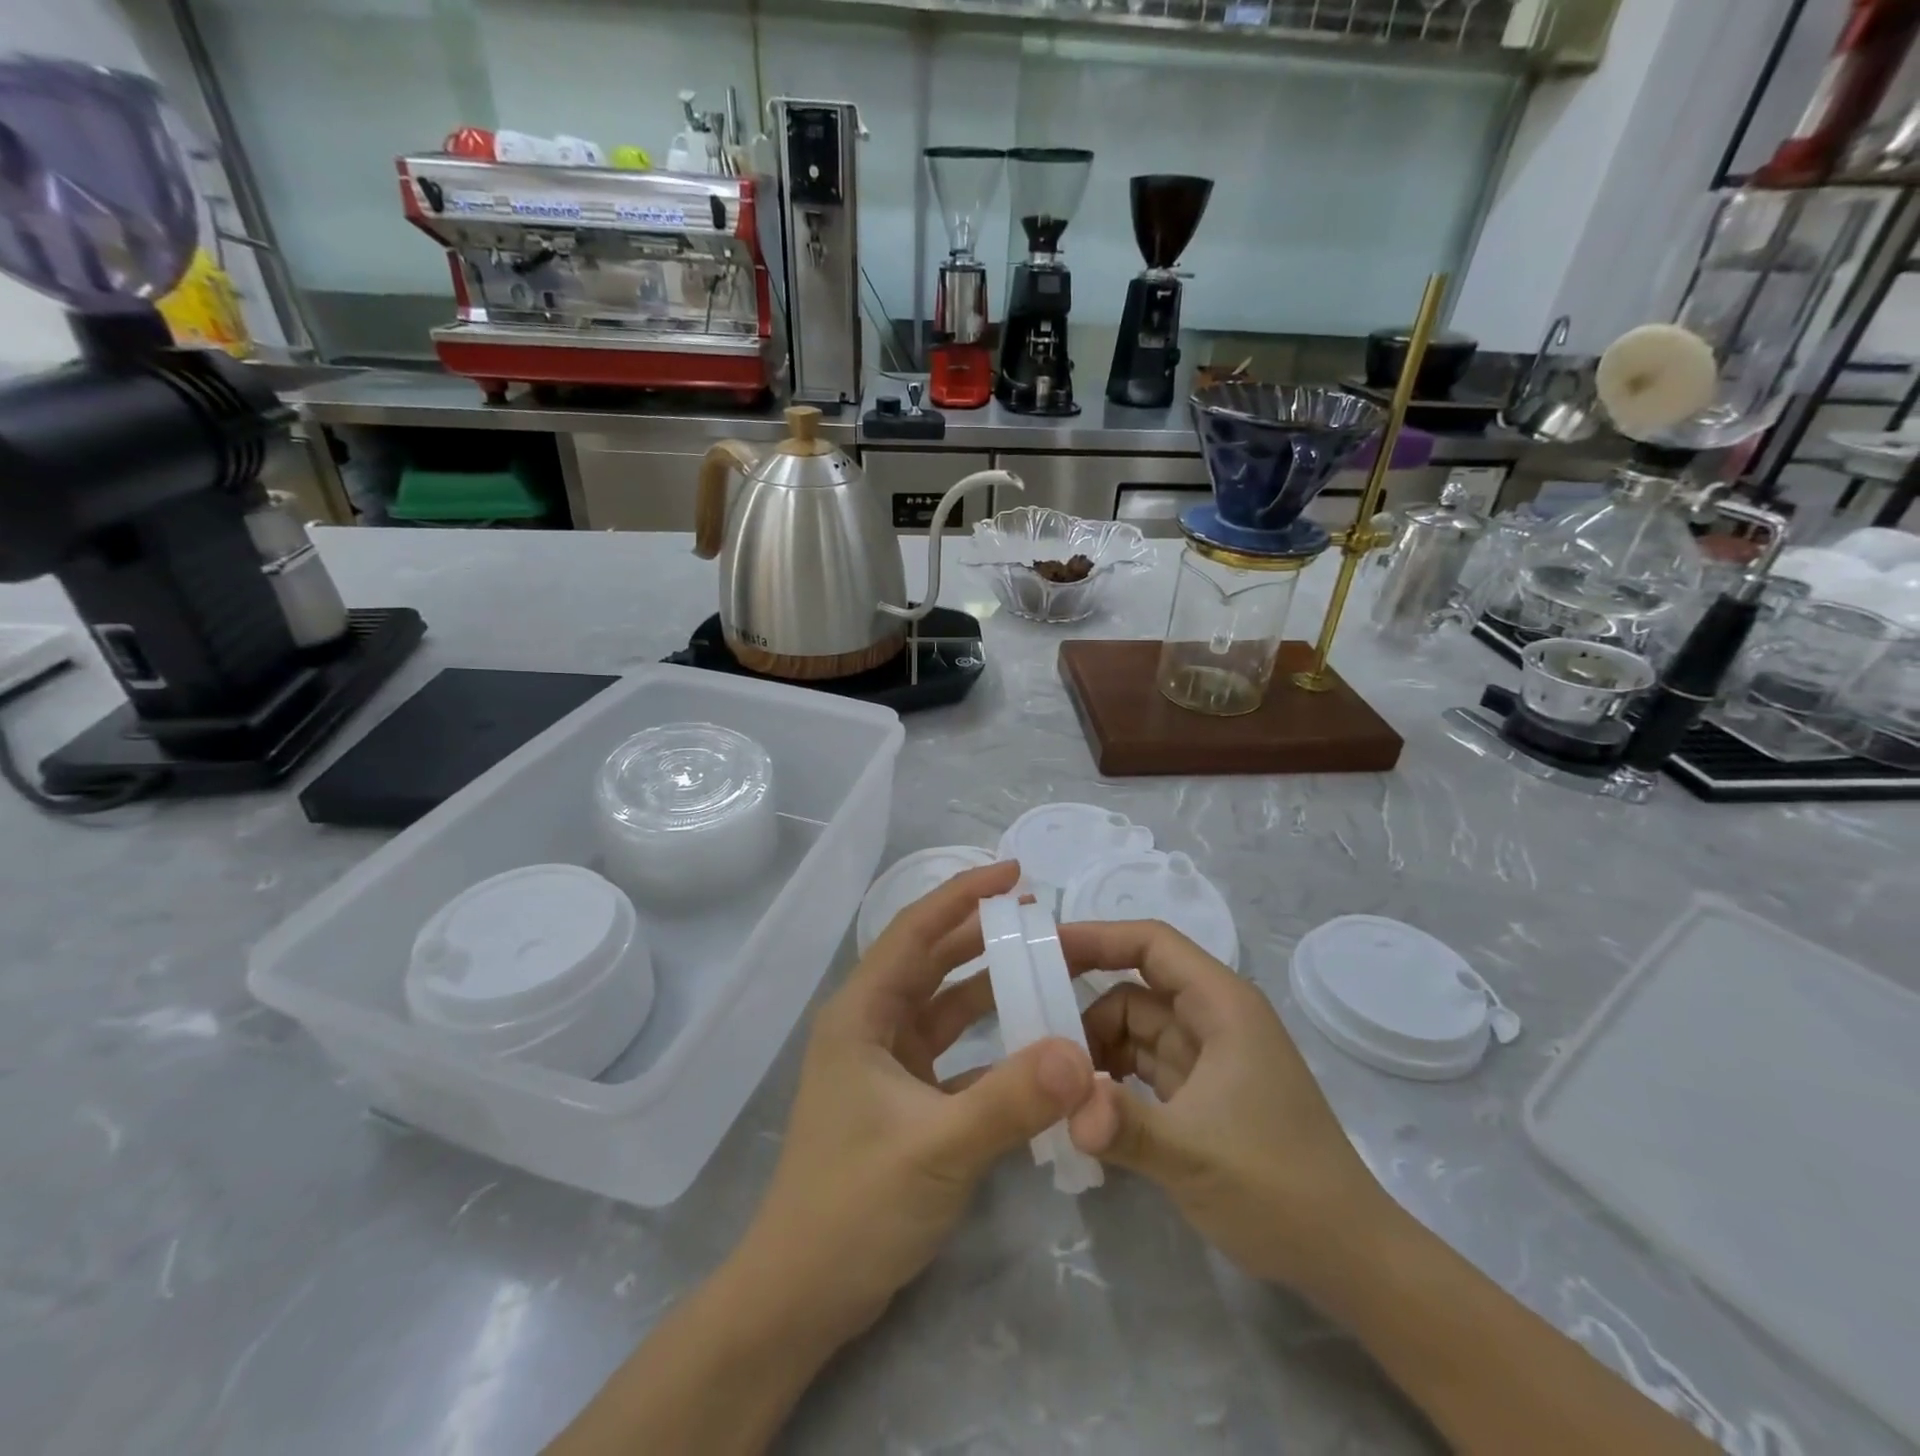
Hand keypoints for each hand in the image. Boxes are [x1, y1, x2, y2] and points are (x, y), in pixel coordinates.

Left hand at [739, 861, 1094, 1340]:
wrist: (800, 1296)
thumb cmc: (854, 1207)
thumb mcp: (938, 1148)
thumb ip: (1011, 1099)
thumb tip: (1080, 1053)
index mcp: (862, 1013)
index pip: (915, 930)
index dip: (962, 894)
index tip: (1013, 872)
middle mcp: (871, 1026)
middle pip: (932, 961)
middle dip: (982, 934)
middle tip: (1041, 916)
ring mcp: (887, 1064)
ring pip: (946, 1006)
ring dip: (991, 987)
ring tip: (1046, 968)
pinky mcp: (904, 1100)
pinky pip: (955, 1054)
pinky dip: (992, 1044)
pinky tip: (1035, 1046)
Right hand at [1060, 921, 1388, 1295]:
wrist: (1349, 1259)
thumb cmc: (1280, 1188)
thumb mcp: (1195, 1155)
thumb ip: (1125, 1126)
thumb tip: (1064, 1107)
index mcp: (1222, 1006)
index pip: (1152, 944)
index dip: (1097, 937)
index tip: (1043, 949)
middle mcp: (1214, 1020)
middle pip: (1134, 990)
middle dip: (1084, 1010)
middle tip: (1033, 1039)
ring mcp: (1208, 1058)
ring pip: (1134, 1031)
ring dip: (1095, 1051)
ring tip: (1053, 1083)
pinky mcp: (1201, 1094)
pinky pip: (1142, 1068)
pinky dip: (1111, 1080)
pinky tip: (1083, 1108)